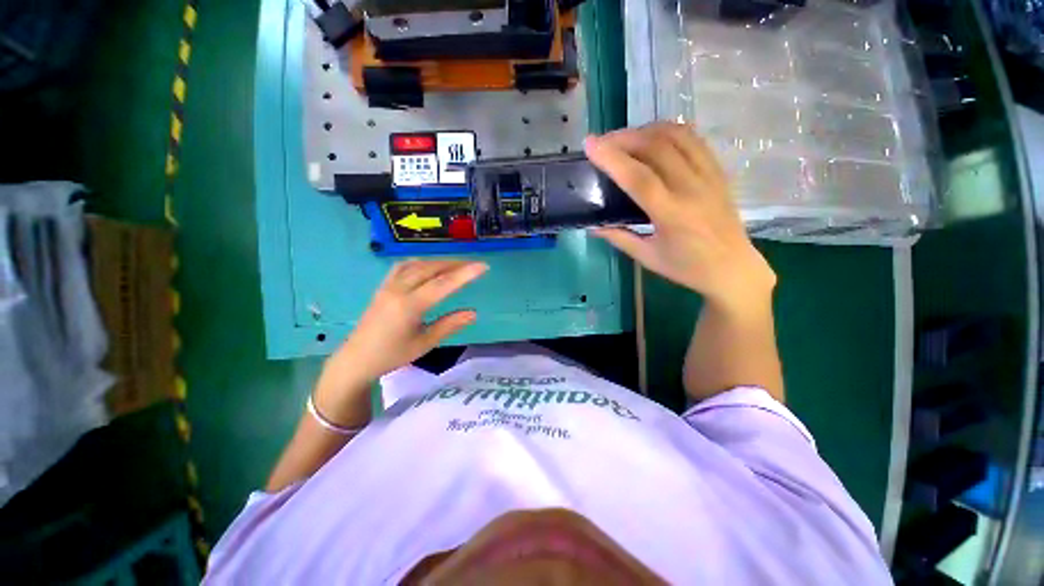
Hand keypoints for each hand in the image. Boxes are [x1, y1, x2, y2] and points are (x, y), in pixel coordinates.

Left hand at [314, 260, 487, 421]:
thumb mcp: (424, 343)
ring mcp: (388, 285)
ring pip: (418, 264)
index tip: (483, 267)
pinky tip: (429, 267)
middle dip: (455, 264)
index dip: (465, 274)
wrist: (356, 359)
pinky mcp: (383, 286)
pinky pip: (404, 266)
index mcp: (409, 306)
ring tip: (456, 265)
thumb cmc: (392, 355)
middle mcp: (398, 290)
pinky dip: (422, 263)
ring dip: (439, 262)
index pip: (442, 284)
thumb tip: (473, 313)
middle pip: (431, 268)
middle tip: (474, 265)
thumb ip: (449, 325)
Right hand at [585, 122, 775, 312]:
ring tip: (625, 139)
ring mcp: (709, 175)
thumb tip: (593, 226)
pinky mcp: (718, 170)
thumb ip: (619, 237)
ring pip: (677, 136)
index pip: (638, 178)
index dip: (612, 159)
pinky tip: (653, 138)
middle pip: (656, 147)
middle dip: (624, 138)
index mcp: (672, 214)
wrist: (733, 268)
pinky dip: (669, 131)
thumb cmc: (687, 268)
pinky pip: (693, 139)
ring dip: (646, 130)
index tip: (590, 145)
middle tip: (602, 143)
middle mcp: (692, 188)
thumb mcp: (647, 257)